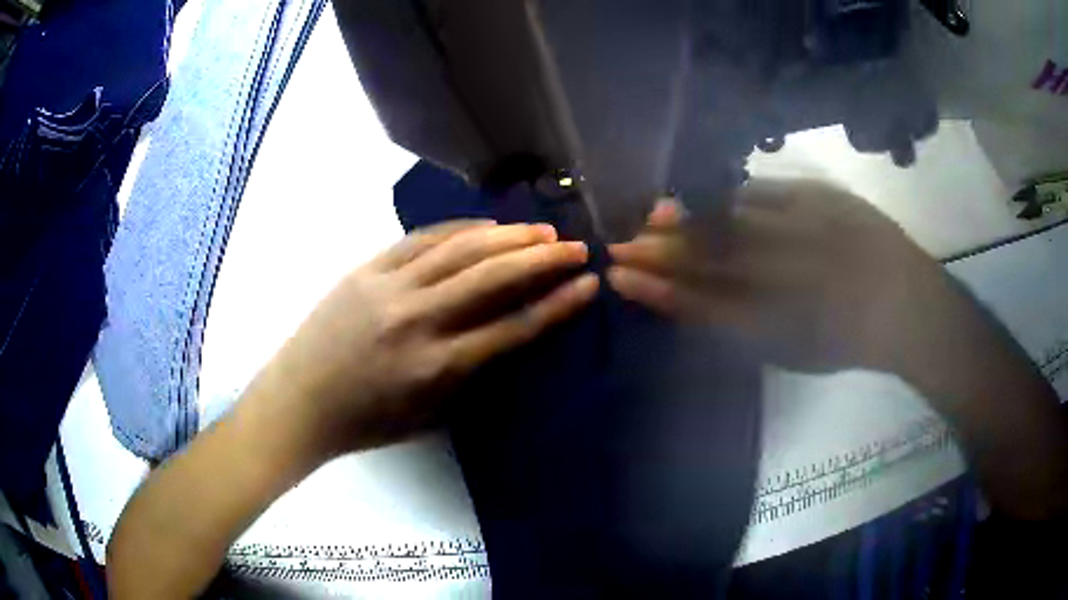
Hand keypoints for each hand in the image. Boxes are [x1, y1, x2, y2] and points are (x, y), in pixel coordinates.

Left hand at [252, 220, 597, 460]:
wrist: (300, 401)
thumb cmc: (366, 422)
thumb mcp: (429, 415)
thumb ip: (471, 375)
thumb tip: (508, 335)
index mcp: (437, 368)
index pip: (513, 327)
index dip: (558, 304)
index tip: (588, 284)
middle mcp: (418, 320)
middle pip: (493, 277)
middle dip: (543, 258)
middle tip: (576, 246)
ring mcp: (389, 287)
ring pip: (460, 249)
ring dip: (507, 235)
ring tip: (540, 229)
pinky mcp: (366, 268)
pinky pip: (421, 239)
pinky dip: (459, 228)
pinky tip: (485, 225)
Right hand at [608, 179, 949, 372]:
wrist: (908, 305)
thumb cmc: (848, 340)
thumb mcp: (791, 351)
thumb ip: (741, 328)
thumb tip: (693, 304)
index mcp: (780, 320)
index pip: (702, 302)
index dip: (658, 287)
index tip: (621, 274)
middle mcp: (788, 273)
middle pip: (710, 256)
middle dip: (661, 249)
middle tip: (623, 241)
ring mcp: (804, 231)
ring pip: (732, 222)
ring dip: (689, 219)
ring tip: (657, 215)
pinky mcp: (822, 199)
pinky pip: (768, 192)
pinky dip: (734, 195)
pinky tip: (709, 195)